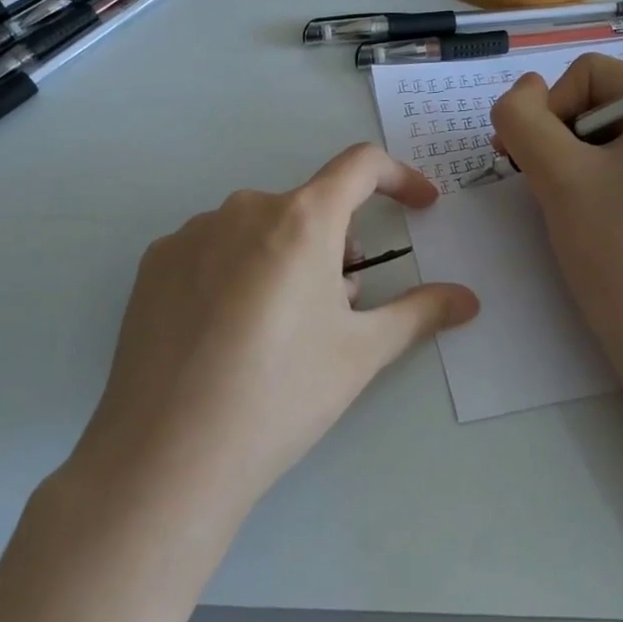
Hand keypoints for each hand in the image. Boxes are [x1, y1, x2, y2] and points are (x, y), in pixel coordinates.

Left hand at [75, 144, 479, 518]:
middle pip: (309, 207)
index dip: (400, 178)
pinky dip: (238, 271)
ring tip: (282, 328)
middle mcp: (243, 208)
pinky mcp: (154, 263)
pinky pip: (214, 249)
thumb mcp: (361, 353)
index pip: (361, 166)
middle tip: (341, 307)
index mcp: (300, 219)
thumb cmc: (281, 396)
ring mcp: (191, 233)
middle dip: (338, 243)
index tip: (420, 206)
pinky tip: (228, 333)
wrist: (168, 455)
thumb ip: (419, 313)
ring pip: (260, 229)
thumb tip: (467, 299)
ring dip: (287, 258)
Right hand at [489, 54, 622, 389]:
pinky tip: (587, 215)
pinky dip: (588, 178)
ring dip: (567, 161)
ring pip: (599, 132)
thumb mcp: (557, 175)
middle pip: (593, 99)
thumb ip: (522, 118)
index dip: (549, 112)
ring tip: (566, 206)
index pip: (586, 73)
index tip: (538, 166)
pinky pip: (618, 159)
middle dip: (557, 139)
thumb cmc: (619, 252)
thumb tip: (521, 90)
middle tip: (546, 187)